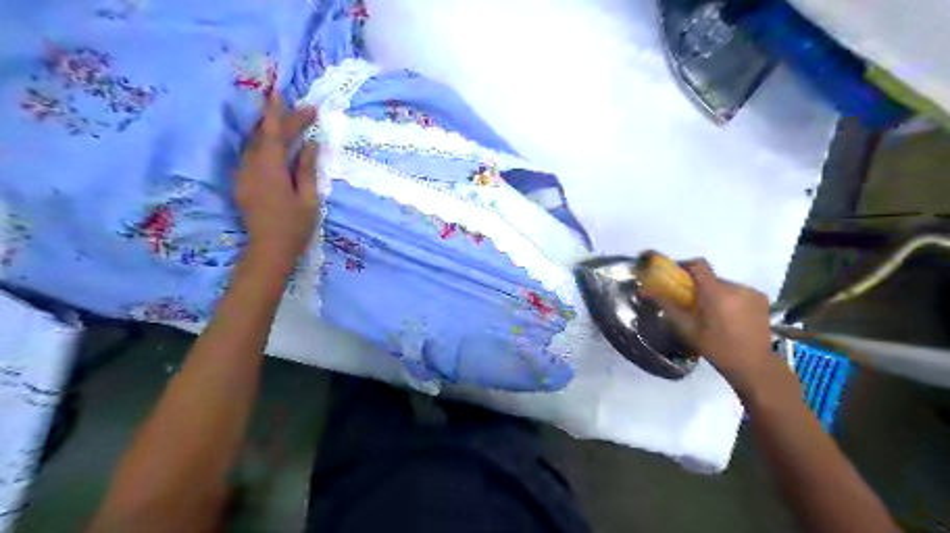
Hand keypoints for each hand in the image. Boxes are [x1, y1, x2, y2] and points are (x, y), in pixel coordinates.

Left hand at [234, 91, 317, 269]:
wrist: (268, 251)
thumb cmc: (295, 227)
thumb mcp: (308, 198)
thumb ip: (307, 169)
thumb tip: (310, 144)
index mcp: (270, 170)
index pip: (273, 133)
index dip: (280, 113)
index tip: (285, 94)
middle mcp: (251, 167)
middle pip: (264, 136)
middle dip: (282, 121)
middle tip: (304, 112)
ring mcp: (243, 175)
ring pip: (255, 144)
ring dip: (271, 131)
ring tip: (289, 123)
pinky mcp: (242, 184)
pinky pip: (251, 156)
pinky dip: (264, 145)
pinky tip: (275, 146)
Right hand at [646, 259, 779, 393]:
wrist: (753, 365)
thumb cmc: (716, 347)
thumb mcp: (686, 328)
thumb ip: (666, 306)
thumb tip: (643, 291)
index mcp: (716, 292)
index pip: (698, 265)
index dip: (684, 266)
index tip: (675, 276)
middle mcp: (736, 286)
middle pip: (711, 277)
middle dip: (699, 286)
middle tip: (691, 303)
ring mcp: (751, 292)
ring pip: (725, 285)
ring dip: (715, 293)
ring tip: (711, 313)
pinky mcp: (762, 299)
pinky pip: (739, 292)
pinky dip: (730, 299)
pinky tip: (729, 316)